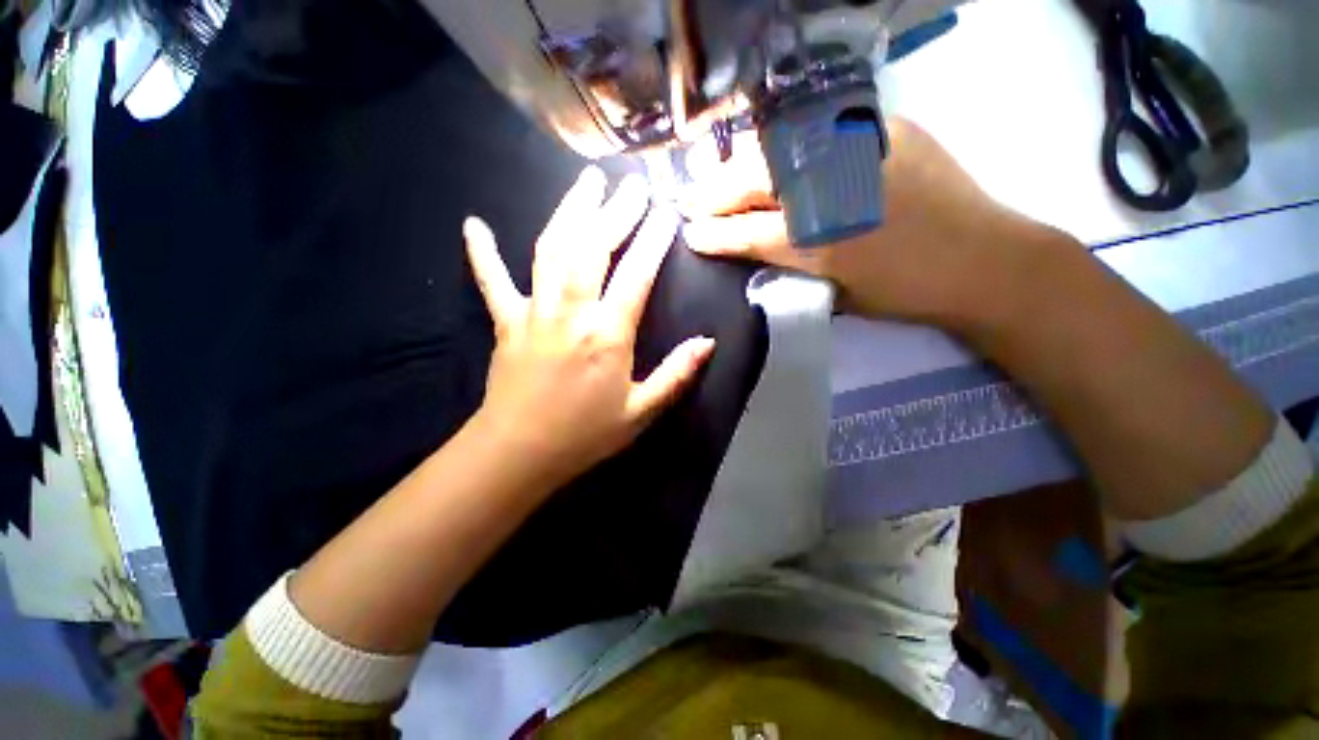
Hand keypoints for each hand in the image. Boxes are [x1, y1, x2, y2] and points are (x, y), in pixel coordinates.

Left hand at [465, 167, 715, 491]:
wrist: (520, 453)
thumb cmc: (585, 434)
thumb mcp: (641, 411)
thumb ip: (676, 375)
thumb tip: (707, 343)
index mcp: (607, 334)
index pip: (636, 273)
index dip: (653, 239)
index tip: (666, 212)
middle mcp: (571, 312)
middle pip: (592, 247)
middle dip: (614, 211)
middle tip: (630, 183)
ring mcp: (534, 312)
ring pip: (550, 249)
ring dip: (569, 212)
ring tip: (584, 182)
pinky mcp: (507, 322)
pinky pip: (491, 281)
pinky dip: (482, 253)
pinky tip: (473, 225)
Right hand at [681, 118, 1063, 330]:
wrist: (985, 260)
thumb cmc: (904, 291)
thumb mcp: (836, 291)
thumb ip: (793, 266)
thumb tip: (757, 248)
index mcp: (819, 242)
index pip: (747, 234)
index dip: (714, 234)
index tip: (690, 234)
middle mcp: (831, 190)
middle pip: (754, 182)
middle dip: (715, 193)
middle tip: (693, 200)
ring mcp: (858, 150)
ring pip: (778, 149)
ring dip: (743, 165)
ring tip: (723, 179)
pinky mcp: (884, 127)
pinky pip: (817, 130)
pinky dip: (785, 145)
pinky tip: (774, 157)